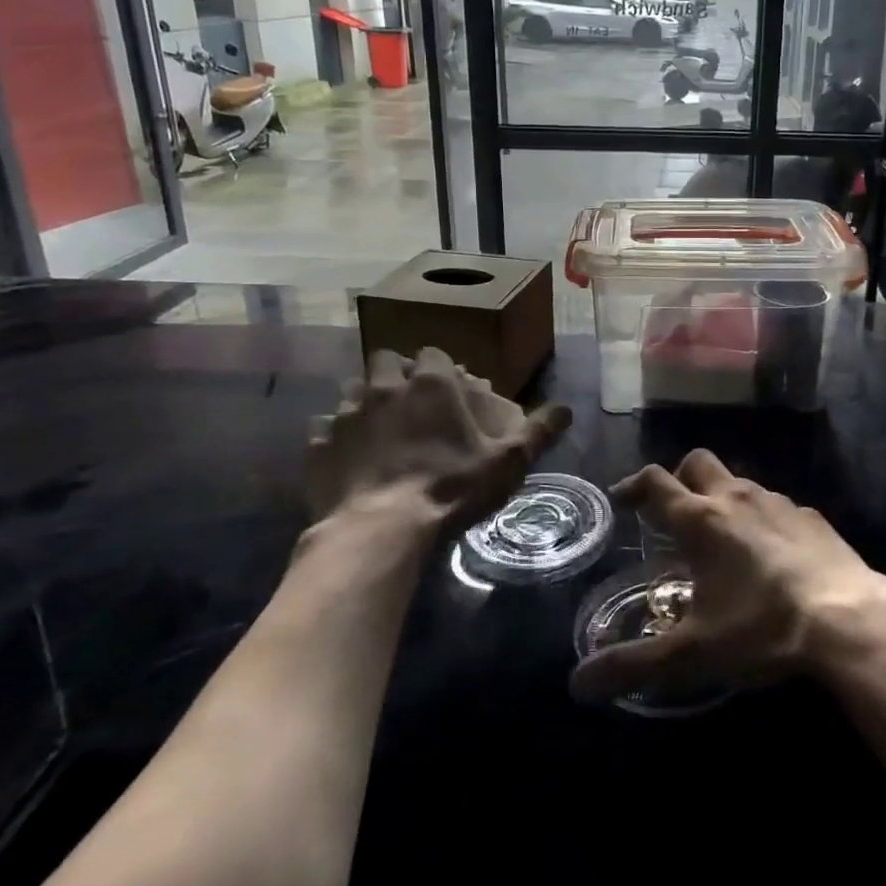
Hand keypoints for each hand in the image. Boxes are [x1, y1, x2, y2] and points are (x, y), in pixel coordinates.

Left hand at [304, 347, 571, 542]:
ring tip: (378, 428)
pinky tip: (347, 458)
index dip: (441, 368)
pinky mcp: (318, 445)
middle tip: (409, 402)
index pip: (434, 354)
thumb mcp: (507, 462)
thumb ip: (538, 431)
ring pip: (352, 390)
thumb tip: (568, 408)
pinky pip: (323, 429)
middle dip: (397, 374)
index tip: (449, 388)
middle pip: (387, 360)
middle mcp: (385, 387)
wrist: (380, 532)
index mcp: (431, 384)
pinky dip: (334, 438)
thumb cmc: (451, 489)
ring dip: (365, 401)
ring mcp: (347, 414)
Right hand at [569, 450, 885, 701]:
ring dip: (723, 498)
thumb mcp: (691, 654)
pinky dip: (762, 519)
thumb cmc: (760, 628)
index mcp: (700, 520)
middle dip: (680, 479)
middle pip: (698, 463)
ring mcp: (778, 502)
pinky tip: (772, 555)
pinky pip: (776, 505)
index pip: (655, 482)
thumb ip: (633, 666)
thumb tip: (577, 685)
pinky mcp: (812, 517)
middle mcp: (736, 498)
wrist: (849, 618)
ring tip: (723, 539)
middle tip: (674, 512)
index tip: (621, 499)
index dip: (633, 486)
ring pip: (739, 481)